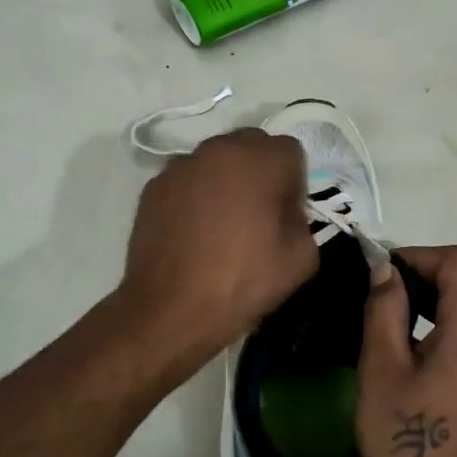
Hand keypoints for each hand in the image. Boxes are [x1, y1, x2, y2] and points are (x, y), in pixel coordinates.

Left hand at [119, 129, 317, 363]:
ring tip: (220, 224)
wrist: (170, 310)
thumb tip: (285, 212)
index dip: (293, 183)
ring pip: (216, 161)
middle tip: (257, 214)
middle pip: (251, 146)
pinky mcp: (154, 187)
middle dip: (260, 172)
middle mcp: (218, 150)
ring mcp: (180, 166)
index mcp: (259, 160)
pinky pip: (187, 181)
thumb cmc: (242, 282)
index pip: (290, 152)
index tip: (286, 215)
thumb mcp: (301, 259)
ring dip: (225, 180)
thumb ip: (303, 220)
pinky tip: (193, 232)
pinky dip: (195, 195)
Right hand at [357, 245, 456, 456]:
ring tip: (399, 314)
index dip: (418, 255)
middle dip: (429, 272)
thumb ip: (384, 309)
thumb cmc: (406, 441)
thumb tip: (385, 270)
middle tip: (386, 291)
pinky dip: (455, 320)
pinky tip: (423, 344)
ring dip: (442, 296)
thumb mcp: (381, 370)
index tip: (382, 273)